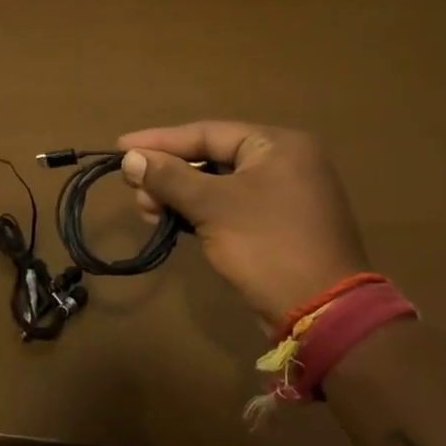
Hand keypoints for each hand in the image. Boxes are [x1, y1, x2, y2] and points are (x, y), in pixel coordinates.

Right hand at [117, 121, 370, 326]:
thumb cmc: (268, 246)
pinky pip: (231, 206)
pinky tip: (173, 222)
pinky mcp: (279, 225)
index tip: (121, 148)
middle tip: (134, 190)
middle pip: (212, 157)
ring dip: (180, 195)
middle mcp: (285, 161)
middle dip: (169, 173)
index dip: (160, 141)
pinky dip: (201, 212)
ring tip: (147, 210)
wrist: (324, 313)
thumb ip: (170, 178)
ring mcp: (285, 195)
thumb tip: (131, 158)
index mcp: (278, 144)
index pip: (207, 132)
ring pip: (219, 185)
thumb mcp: (213, 207)